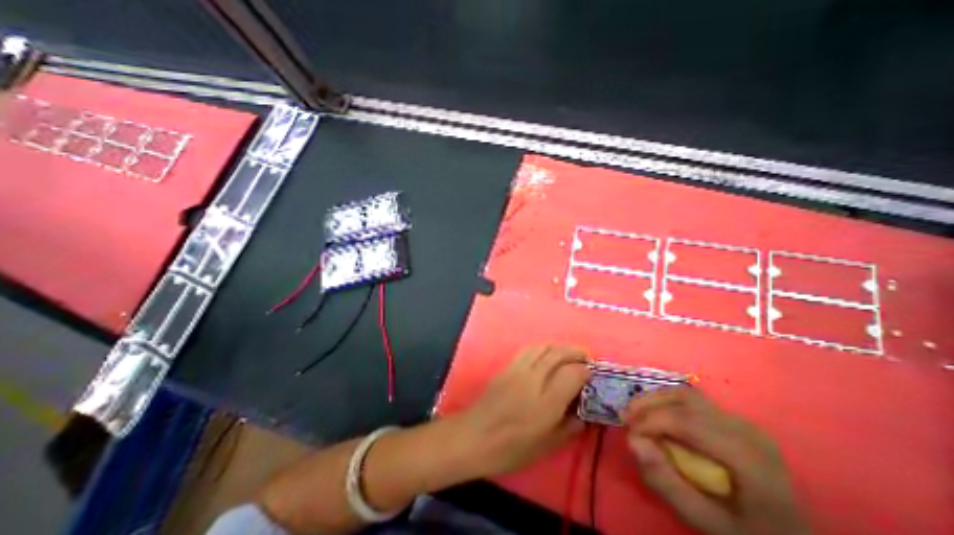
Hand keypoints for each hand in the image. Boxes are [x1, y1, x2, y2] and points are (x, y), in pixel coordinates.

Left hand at [460, 346, 590, 476]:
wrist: (475, 436)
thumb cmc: (511, 448)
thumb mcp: (546, 446)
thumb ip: (569, 428)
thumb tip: (583, 414)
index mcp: (547, 402)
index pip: (572, 374)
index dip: (585, 370)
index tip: (591, 373)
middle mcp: (533, 379)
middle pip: (558, 354)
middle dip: (575, 351)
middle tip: (586, 356)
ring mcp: (518, 369)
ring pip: (543, 347)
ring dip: (559, 346)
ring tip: (568, 353)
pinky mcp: (507, 366)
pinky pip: (528, 350)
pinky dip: (543, 347)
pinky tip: (546, 354)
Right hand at [627, 388, 811, 533]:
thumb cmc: (748, 532)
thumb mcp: (706, 521)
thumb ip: (667, 483)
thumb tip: (633, 441)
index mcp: (747, 456)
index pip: (688, 421)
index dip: (651, 420)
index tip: (628, 432)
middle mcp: (746, 429)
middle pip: (685, 400)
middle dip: (649, 404)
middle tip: (624, 416)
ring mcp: (742, 422)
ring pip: (686, 394)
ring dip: (655, 399)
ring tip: (635, 413)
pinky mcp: (734, 420)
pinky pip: (693, 401)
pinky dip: (667, 403)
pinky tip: (656, 414)